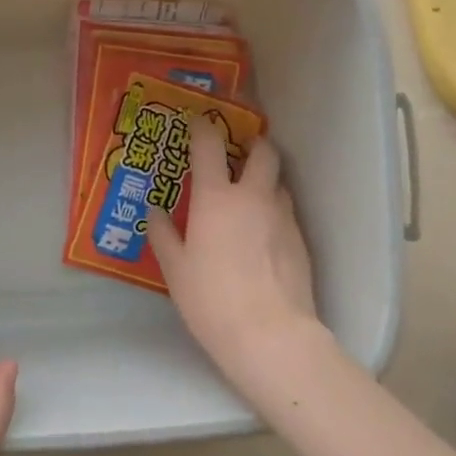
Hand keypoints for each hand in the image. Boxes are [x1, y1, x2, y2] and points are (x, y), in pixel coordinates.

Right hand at [148, 121, 320, 385]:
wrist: (270, 334)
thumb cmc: (211, 298)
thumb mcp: (175, 268)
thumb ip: (163, 233)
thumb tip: (154, 210)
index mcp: (216, 198)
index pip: (209, 145)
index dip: (203, 128)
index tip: (198, 121)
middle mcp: (253, 197)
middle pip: (263, 151)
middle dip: (252, 142)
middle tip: (238, 150)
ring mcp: (282, 216)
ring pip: (278, 181)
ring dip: (264, 178)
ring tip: (248, 195)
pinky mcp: (301, 239)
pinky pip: (285, 211)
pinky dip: (272, 209)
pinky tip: (261, 233)